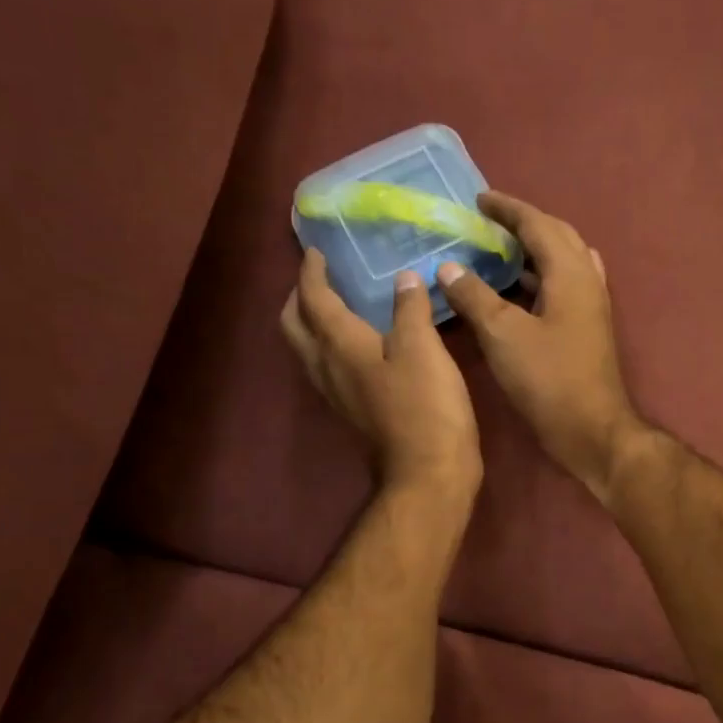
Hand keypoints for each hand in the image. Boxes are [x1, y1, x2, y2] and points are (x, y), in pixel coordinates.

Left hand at [282, 250, 481, 505]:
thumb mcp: (423, 348)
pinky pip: (327, 366)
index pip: (313, 298)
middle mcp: (326, 366)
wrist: (427, 471)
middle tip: (317, 277)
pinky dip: (331, 344)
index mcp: (339, 344)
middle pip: (294, 324)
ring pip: (307, 348)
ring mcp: (336, 392)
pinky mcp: (352, 409)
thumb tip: (404, 279)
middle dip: (299, 296)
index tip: (315, 251)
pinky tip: (358, 343)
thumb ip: (410, 309)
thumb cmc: (426, 405)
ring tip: (333, 304)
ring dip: (310, 321)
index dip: (311, 271)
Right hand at [437, 193, 649, 500]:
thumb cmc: (548, 379)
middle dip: (524, 224)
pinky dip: (539, 278)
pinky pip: (563, 286)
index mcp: (570, 272)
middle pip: (557, 236)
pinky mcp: (588, 329)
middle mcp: (587, 280)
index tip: (479, 200)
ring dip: (533, 251)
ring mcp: (591, 306)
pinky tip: (517, 292)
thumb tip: (449, 267)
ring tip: (498, 251)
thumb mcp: (503, 335)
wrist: (592, 429)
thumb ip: (474, 296)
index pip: (538, 224)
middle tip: (489, 223)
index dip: (507, 209)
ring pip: (563, 262)